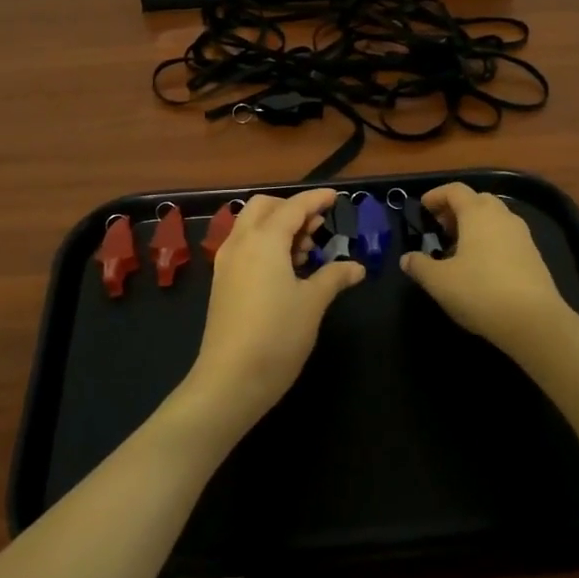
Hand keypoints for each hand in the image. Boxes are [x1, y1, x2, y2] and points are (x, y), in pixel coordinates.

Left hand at [179, 188, 364, 438]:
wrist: (229, 380)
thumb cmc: (277, 335)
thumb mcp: (312, 303)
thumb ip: (334, 277)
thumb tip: (356, 267)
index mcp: (263, 240)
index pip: (293, 207)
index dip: (316, 199)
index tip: (336, 197)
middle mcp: (240, 243)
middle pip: (264, 208)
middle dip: (292, 209)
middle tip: (317, 227)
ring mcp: (226, 263)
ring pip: (251, 226)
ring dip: (278, 227)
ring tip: (306, 251)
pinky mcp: (222, 283)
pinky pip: (245, 247)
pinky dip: (266, 245)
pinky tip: (286, 271)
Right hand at [400, 183, 577, 370]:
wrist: (534, 321)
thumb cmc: (480, 292)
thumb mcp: (439, 282)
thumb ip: (419, 266)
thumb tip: (407, 259)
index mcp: (477, 213)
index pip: (455, 190)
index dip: (436, 195)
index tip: (423, 208)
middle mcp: (502, 216)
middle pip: (478, 200)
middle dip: (457, 209)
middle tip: (441, 228)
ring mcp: (522, 235)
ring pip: (494, 219)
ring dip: (475, 226)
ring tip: (458, 249)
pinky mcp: (534, 256)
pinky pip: (506, 237)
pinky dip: (490, 241)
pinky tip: (481, 267)